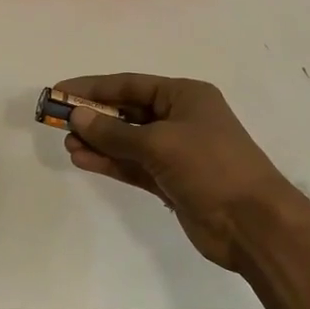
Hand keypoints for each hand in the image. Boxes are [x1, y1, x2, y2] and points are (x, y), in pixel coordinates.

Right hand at [53, 73, 304, 271]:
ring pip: (127, 140)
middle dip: (94, 115)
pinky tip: (83, 160)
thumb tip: (77, 116)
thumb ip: (115, 132)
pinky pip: (132, 165)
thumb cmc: (211, 167)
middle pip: (127, 111)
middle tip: (57, 120)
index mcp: (184, 96)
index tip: (60, 91)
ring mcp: (175, 151)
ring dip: (98, 141)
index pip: (130, 84)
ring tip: (67, 143)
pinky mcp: (170, 180)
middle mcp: (180, 118)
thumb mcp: (159, 143)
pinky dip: (110, 162)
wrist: (252, 223)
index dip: (93, 87)